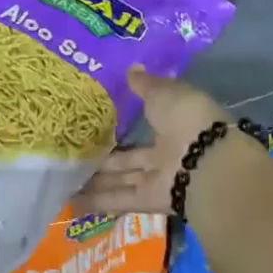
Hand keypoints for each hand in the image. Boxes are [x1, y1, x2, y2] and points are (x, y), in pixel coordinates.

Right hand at [75, 66, 231, 214]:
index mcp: (175, 122)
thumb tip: (131, 69)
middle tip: (74, 153)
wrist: (206, 161)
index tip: (99, 118)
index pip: (147, 122)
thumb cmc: (186, 118)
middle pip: (130, 157)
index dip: (125, 120)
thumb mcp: (163, 93)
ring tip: (66, 179)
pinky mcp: (150, 200)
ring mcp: (159, 177)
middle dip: (104, 157)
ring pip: (122, 178)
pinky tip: (73, 202)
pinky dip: (98, 202)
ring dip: (96, 180)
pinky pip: (120, 198)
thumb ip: (145, 85)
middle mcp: (167, 152)